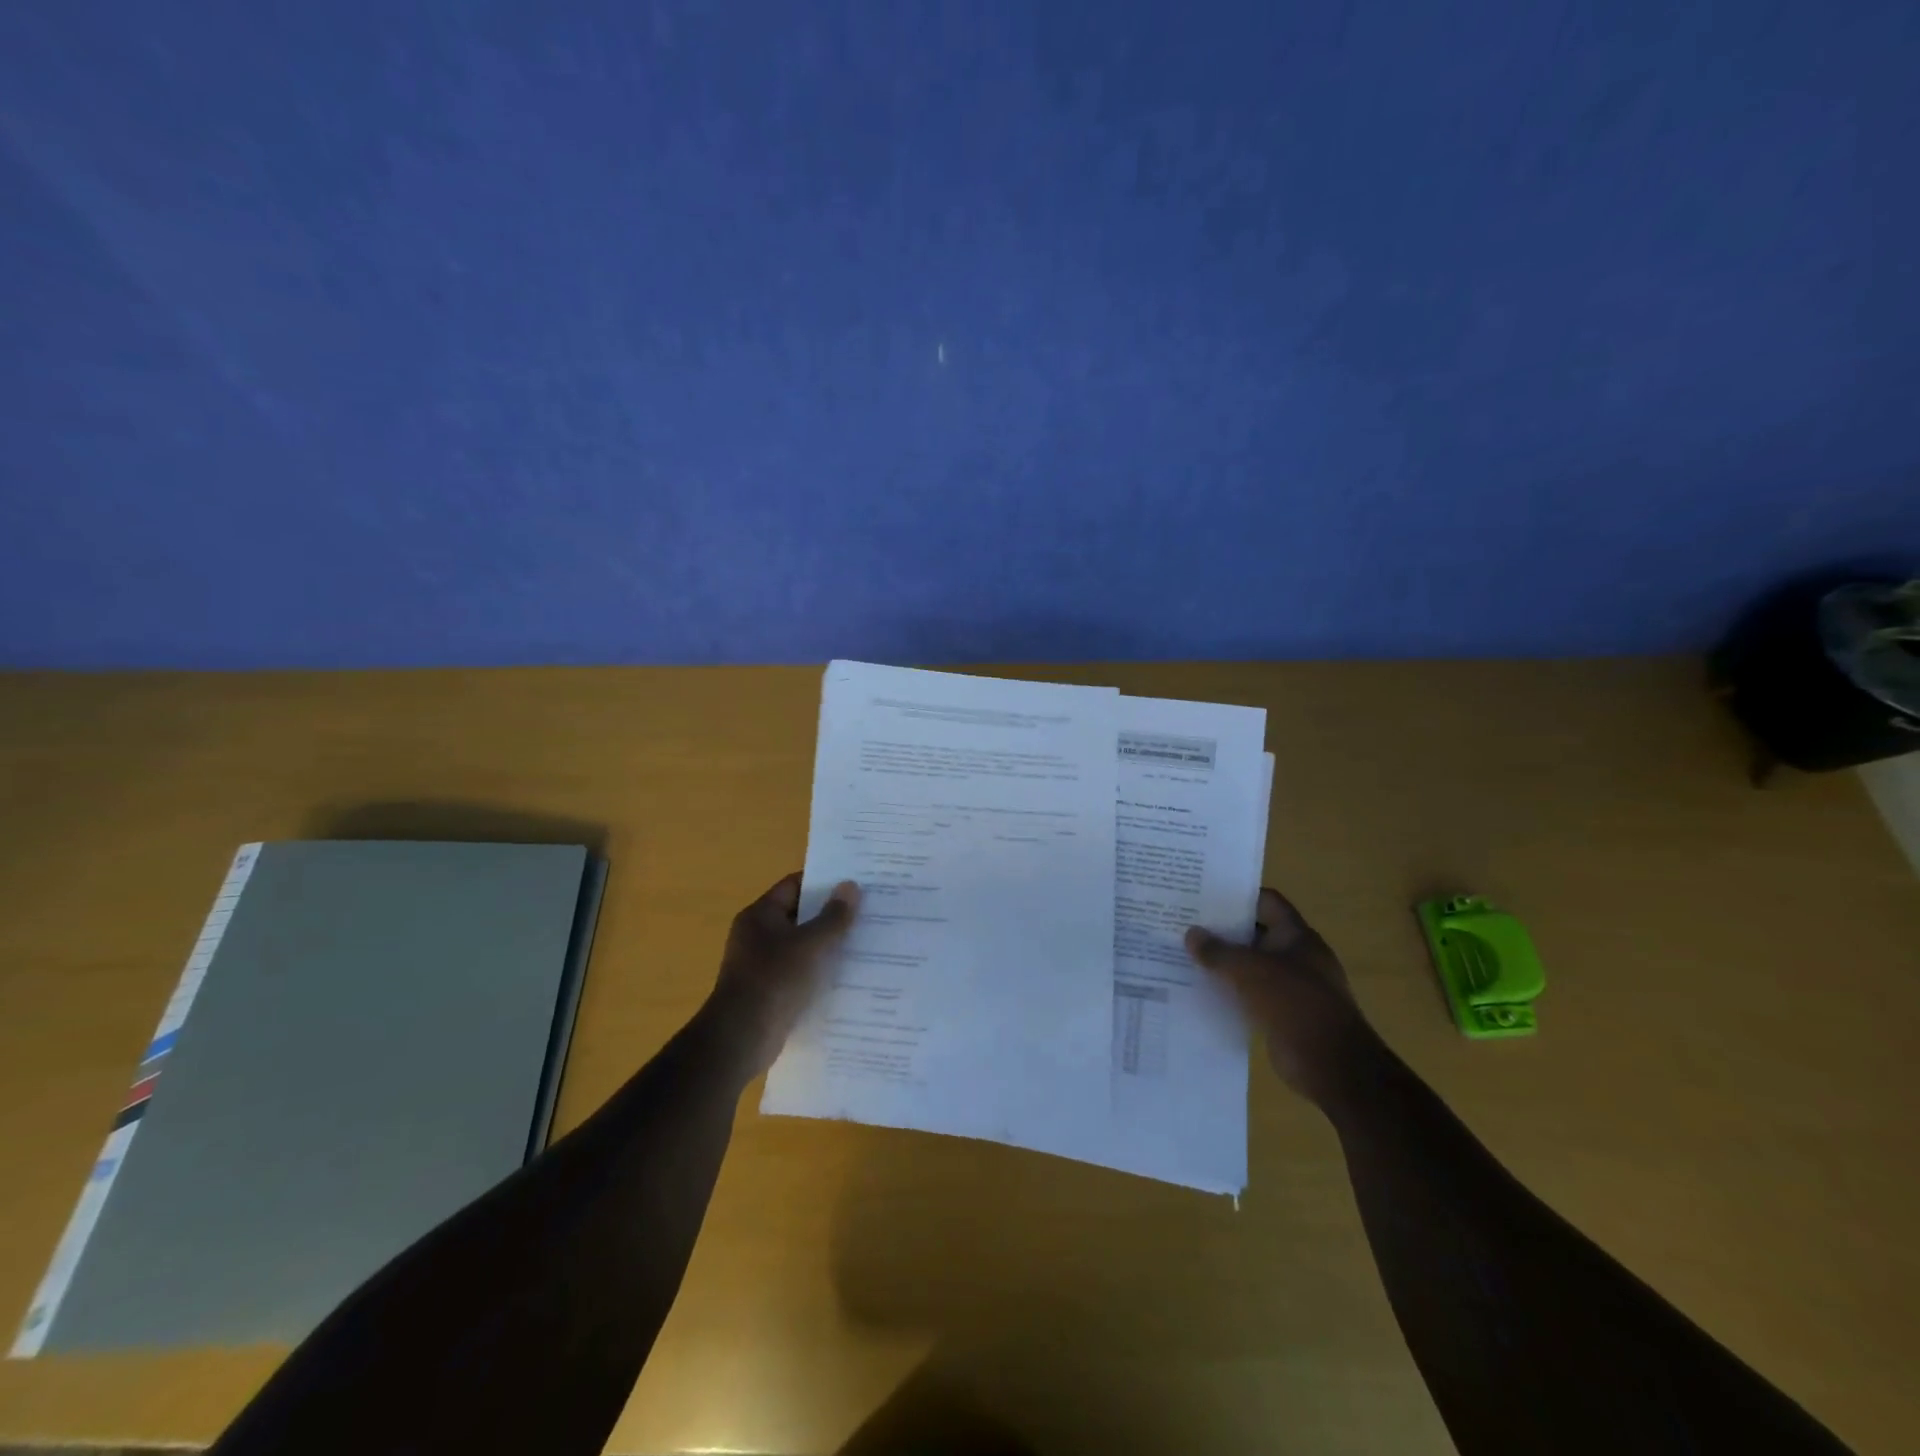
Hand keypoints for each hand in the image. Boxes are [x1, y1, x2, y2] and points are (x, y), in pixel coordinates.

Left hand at [709, 874, 860, 1073]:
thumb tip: (851, 886)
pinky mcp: (771, 990)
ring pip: (803, 945)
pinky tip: (849, 974)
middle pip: (800, 914)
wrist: (741, 1038)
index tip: (855, 883)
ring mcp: (763, 964)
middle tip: (868, 911)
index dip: (823, 882)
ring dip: (828, 944)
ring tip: (866, 941)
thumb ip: (833, 916)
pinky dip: (820, 970)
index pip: (794, 885)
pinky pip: (801, 971)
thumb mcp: (810, 944)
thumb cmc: (773, 980)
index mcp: (760, 915)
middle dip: (831, 914)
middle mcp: (758, 935)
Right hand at [1186, 887, 1379, 1105]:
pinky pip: (1252, 995)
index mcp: (1297, 935)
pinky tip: (1202, 991)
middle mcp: (1297, 956)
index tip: (1203, 895)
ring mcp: (1293, 987)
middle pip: (1256, 933)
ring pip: (1252, 966)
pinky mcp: (1284, 1015)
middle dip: (1223, 930)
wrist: (1332, 1065)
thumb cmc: (1294, 1003)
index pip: (1266, 901)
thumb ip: (1218, 951)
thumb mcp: (1249, 970)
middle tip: (1186, 925)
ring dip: (1225, 964)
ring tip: (1186, 956)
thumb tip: (1191, 934)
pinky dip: (1231, 992)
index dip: (1237, 896)